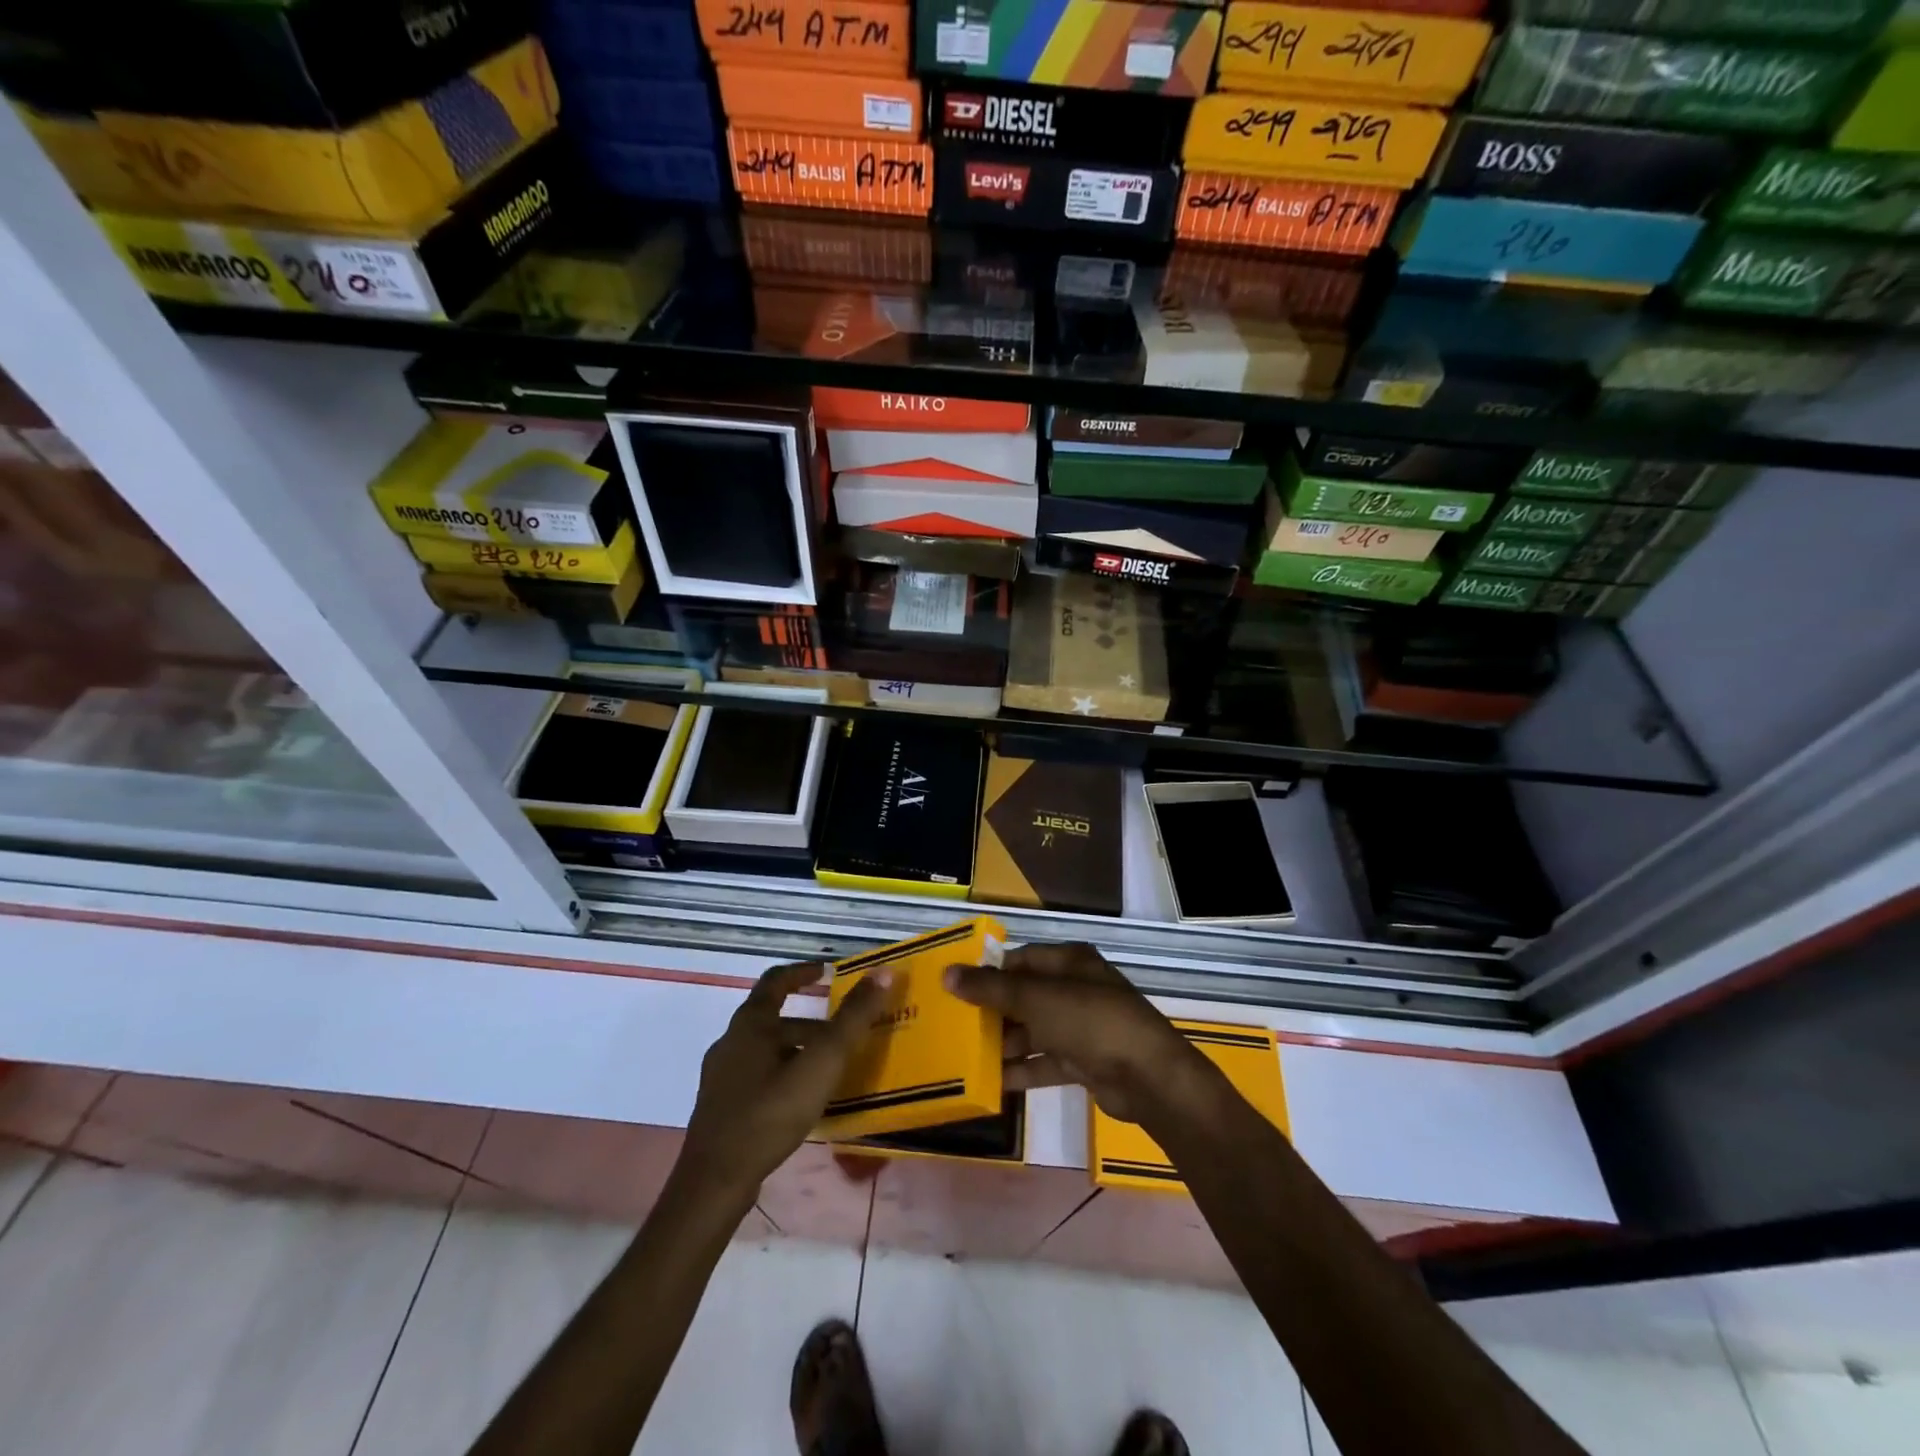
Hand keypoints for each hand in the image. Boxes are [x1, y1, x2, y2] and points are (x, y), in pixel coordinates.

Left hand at [680, 961, 890, 1202]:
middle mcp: (730, 1042)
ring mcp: (721, 1077)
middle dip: (811, 1023)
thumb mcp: (822, 1062)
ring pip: (767, 1051)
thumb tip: (883, 972)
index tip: (827, 972)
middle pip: (774, 1019)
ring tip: (830, 1071)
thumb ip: (853, 1018)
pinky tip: (802, 1102)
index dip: (802, 972)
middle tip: (843, 1035)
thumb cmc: (770, 1112)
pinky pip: (757, 1078)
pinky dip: (783, 1077)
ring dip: (798, 1052)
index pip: (776, 980)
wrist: (715, 1181)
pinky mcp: (720, 1108)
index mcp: (750, 1024)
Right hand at [946, 943, 1207, 1125]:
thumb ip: (991, 988)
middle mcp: (1075, 988)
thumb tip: (947, 974)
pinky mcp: (1084, 1061)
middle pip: (1024, 996)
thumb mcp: (1035, 999)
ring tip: (964, 1058)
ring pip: (1033, 1031)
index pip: (1020, 959)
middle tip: (953, 1027)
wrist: (1147, 1076)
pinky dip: (1021, 1071)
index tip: (955, 989)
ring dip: (1003, 1044)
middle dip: (992, 1012)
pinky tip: (990, 1083)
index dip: (988, 972)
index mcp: (1068, 961)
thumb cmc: (1089, 1021)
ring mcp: (1081, 1027)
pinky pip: (1045, 1062)